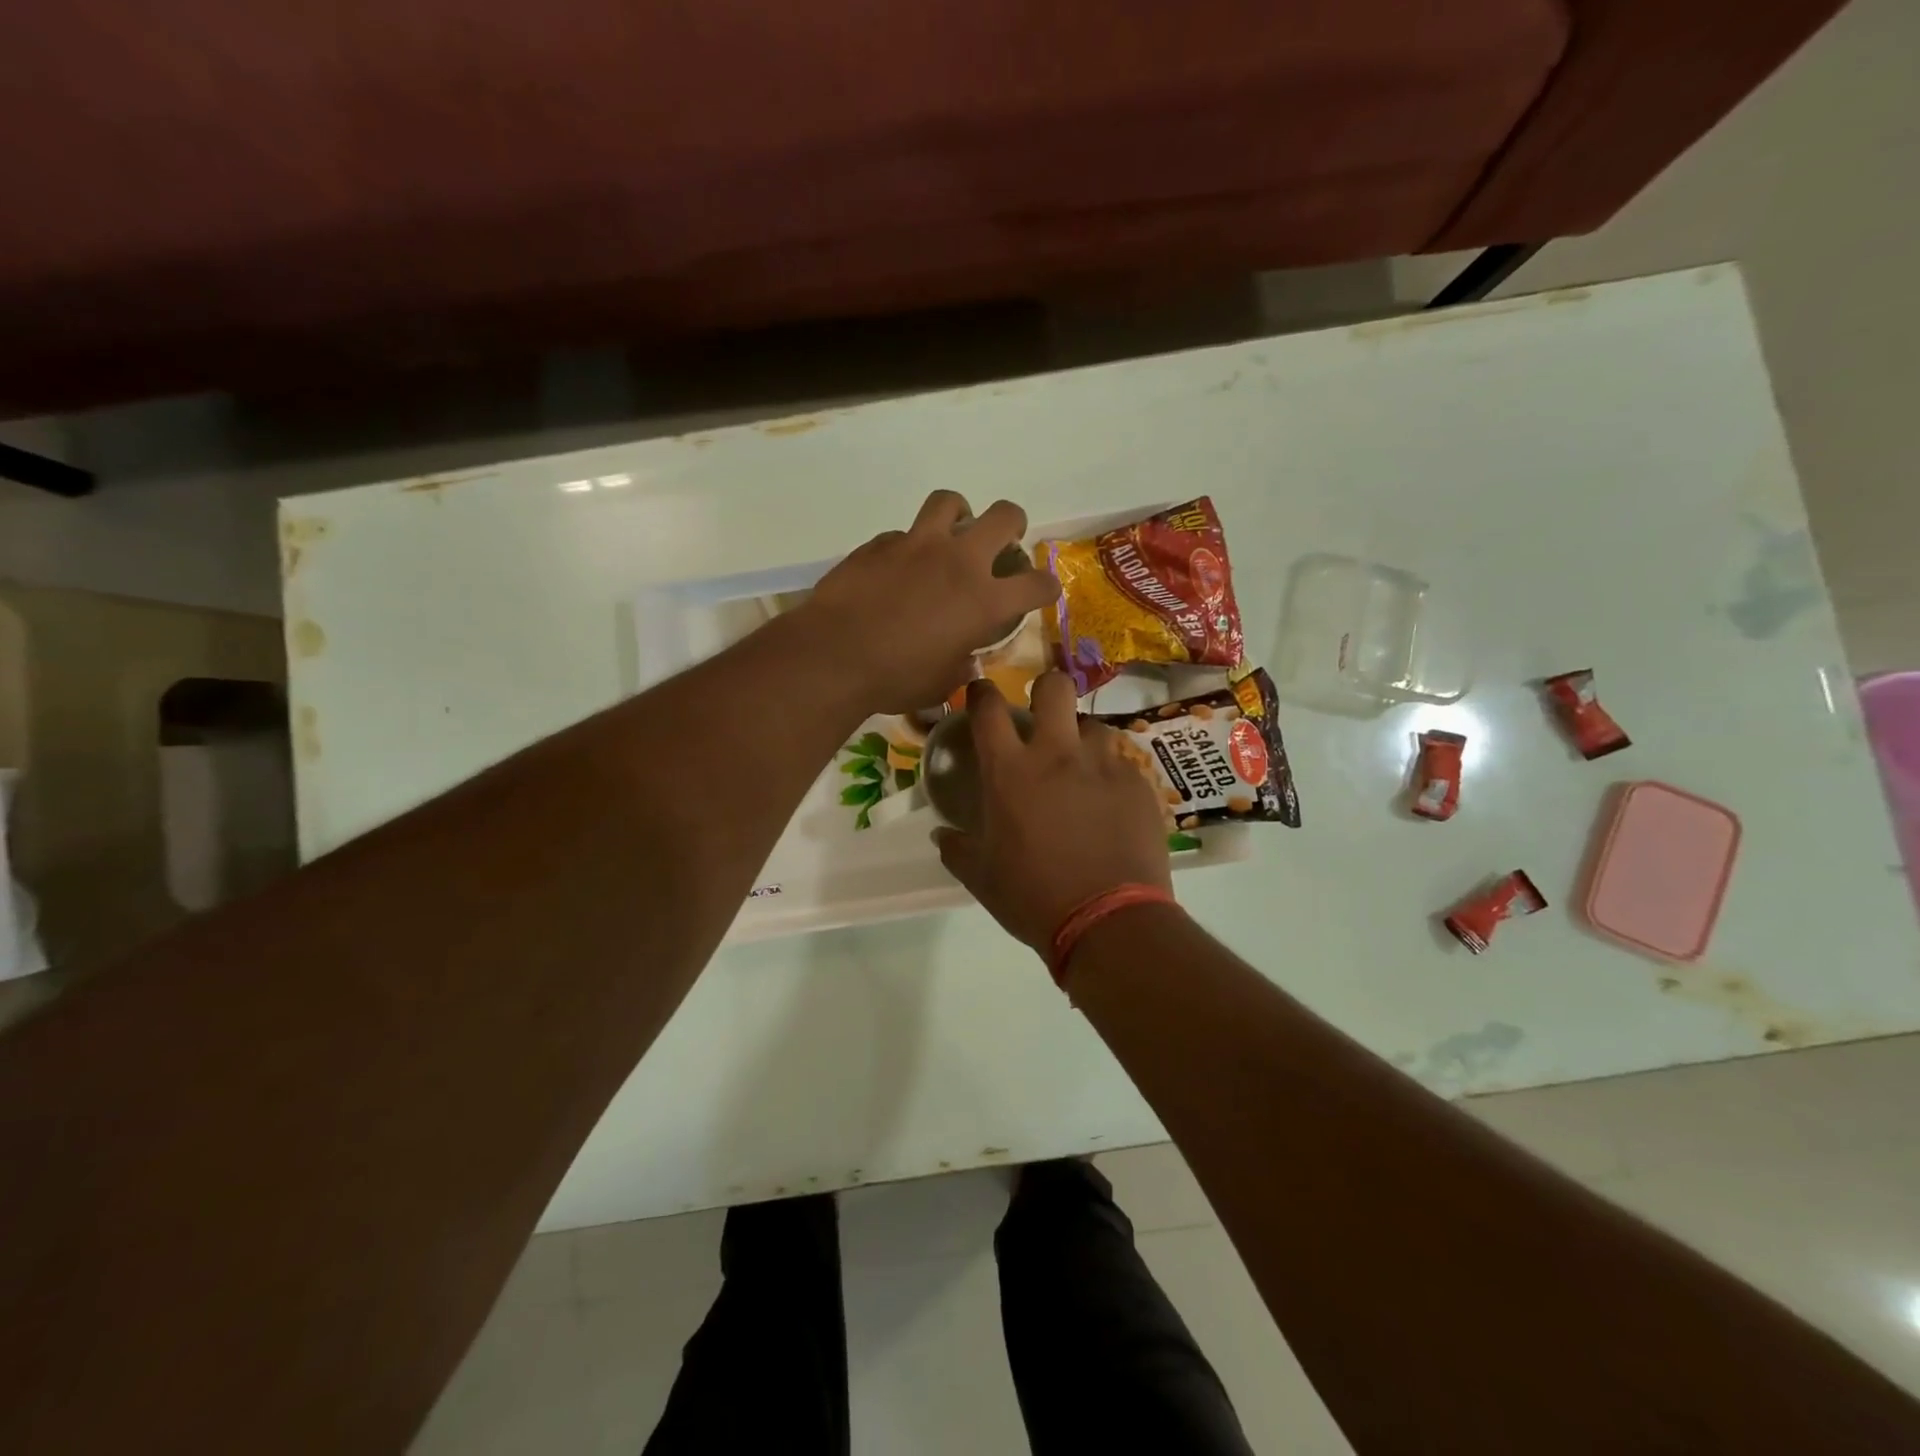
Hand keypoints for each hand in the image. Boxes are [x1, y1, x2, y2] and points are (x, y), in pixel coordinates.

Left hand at [801, 491, 1061, 714]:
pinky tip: (898, 569)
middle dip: (1013, 524)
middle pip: (1004, 516)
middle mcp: (958, 562)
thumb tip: (964, 658)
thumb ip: (961, 663)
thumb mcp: (941, 683)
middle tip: (1006, 539)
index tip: (1042, 592)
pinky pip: (903, 534)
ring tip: (952, 534)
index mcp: (984, 601)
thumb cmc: (894, 679)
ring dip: (959, 514)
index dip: (1046, 587)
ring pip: (951, 502)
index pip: (1036, 584)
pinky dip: (909, 547)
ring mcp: (917, 545)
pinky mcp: (879, 544)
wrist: (833, 656)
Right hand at [935, 674, 1172, 953]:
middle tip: (1043, 713)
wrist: (1108, 921)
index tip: (981, 692)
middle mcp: (1057, 754)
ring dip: (1081, 741)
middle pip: (1055, 687)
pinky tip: (1109, 803)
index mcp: (1010, 771)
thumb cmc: (1033, 897)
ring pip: (1092, 725)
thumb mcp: (981, 878)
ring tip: (1081, 769)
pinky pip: (1121, 763)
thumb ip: (957, 848)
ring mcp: (1102, 765)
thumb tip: (942, 835)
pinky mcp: (1137, 784)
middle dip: (1046, 689)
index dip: (982, 692)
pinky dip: (1110, 775)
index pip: (988, 709)